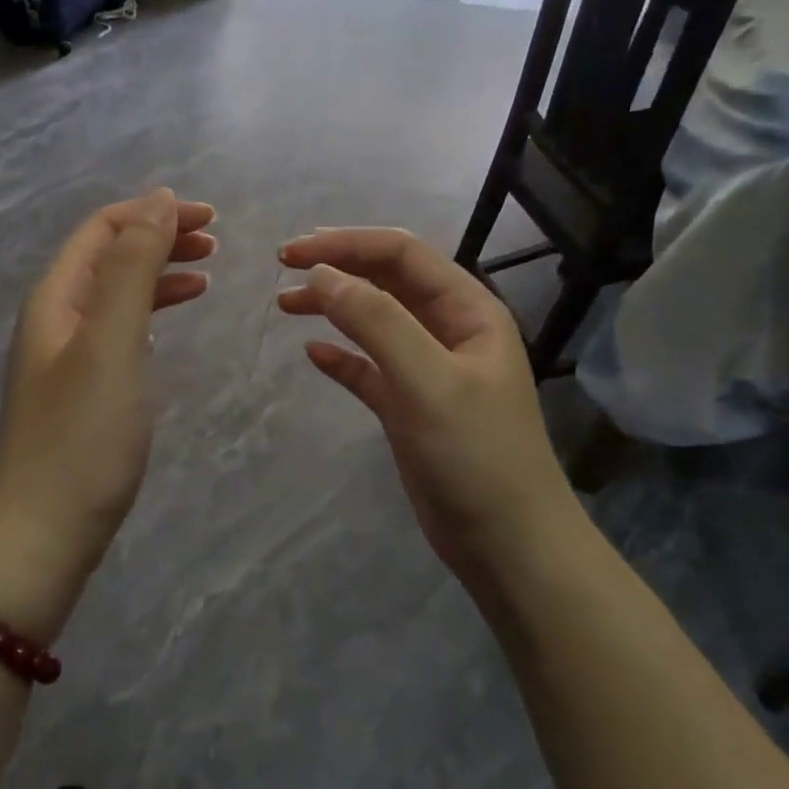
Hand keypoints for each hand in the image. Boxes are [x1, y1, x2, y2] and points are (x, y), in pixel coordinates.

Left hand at [0, 190, 215, 578]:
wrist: (46, 531)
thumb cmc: (84, 435)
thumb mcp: (112, 341)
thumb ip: (133, 268)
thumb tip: (157, 200)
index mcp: (55, 297)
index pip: (101, 229)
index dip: (152, 213)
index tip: (209, 217)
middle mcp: (54, 317)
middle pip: (107, 256)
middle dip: (158, 238)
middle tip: (215, 241)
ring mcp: (65, 354)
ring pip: (115, 292)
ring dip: (157, 272)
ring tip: (206, 271)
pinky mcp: (81, 388)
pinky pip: (118, 329)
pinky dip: (150, 312)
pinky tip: (172, 320)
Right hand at [277, 228, 572, 579]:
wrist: (506, 544)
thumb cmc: (475, 455)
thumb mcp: (427, 380)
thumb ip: (376, 321)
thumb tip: (322, 275)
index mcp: (467, 310)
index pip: (401, 254)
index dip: (345, 244)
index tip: (291, 253)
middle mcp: (449, 330)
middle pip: (386, 280)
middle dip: (337, 267)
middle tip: (282, 268)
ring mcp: (429, 369)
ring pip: (374, 320)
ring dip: (332, 307)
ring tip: (285, 304)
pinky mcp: (410, 406)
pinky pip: (369, 367)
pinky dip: (341, 356)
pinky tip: (313, 353)